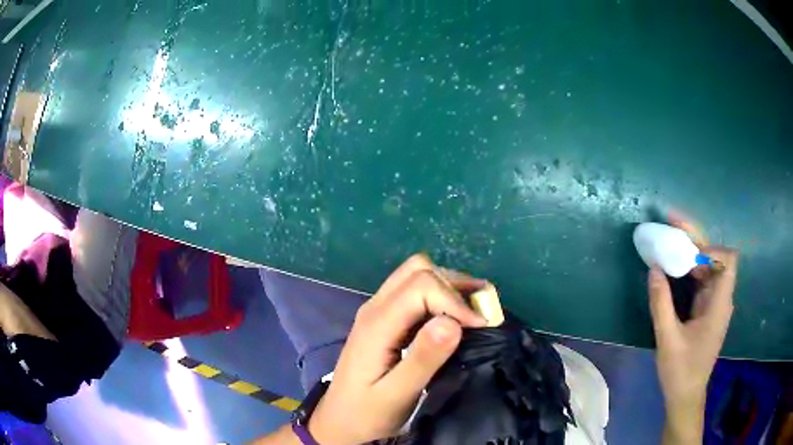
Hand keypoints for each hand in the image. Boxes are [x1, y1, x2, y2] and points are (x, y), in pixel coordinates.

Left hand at [308, 254, 487, 443]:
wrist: (339, 420)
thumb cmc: (367, 412)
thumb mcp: (397, 394)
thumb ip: (423, 359)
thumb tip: (453, 323)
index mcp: (377, 324)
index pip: (421, 286)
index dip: (455, 300)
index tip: (480, 326)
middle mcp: (375, 307)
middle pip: (418, 270)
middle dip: (455, 284)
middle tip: (483, 309)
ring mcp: (377, 311)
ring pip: (416, 275)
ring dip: (449, 287)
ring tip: (476, 308)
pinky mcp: (384, 319)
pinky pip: (413, 292)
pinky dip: (440, 296)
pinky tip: (455, 316)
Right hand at [648, 246, 737, 442]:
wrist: (685, 396)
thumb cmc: (681, 371)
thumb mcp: (667, 339)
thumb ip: (661, 303)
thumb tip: (654, 268)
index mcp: (719, 305)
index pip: (728, 260)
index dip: (711, 247)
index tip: (687, 247)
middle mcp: (721, 299)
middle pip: (716, 257)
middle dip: (696, 239)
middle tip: (672, 224)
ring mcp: (715, 304)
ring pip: (709, 267)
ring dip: (691, 252)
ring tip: (670, 242)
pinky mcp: (707, 310)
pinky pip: (702, 280)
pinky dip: (689, 269)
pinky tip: (675, 268)